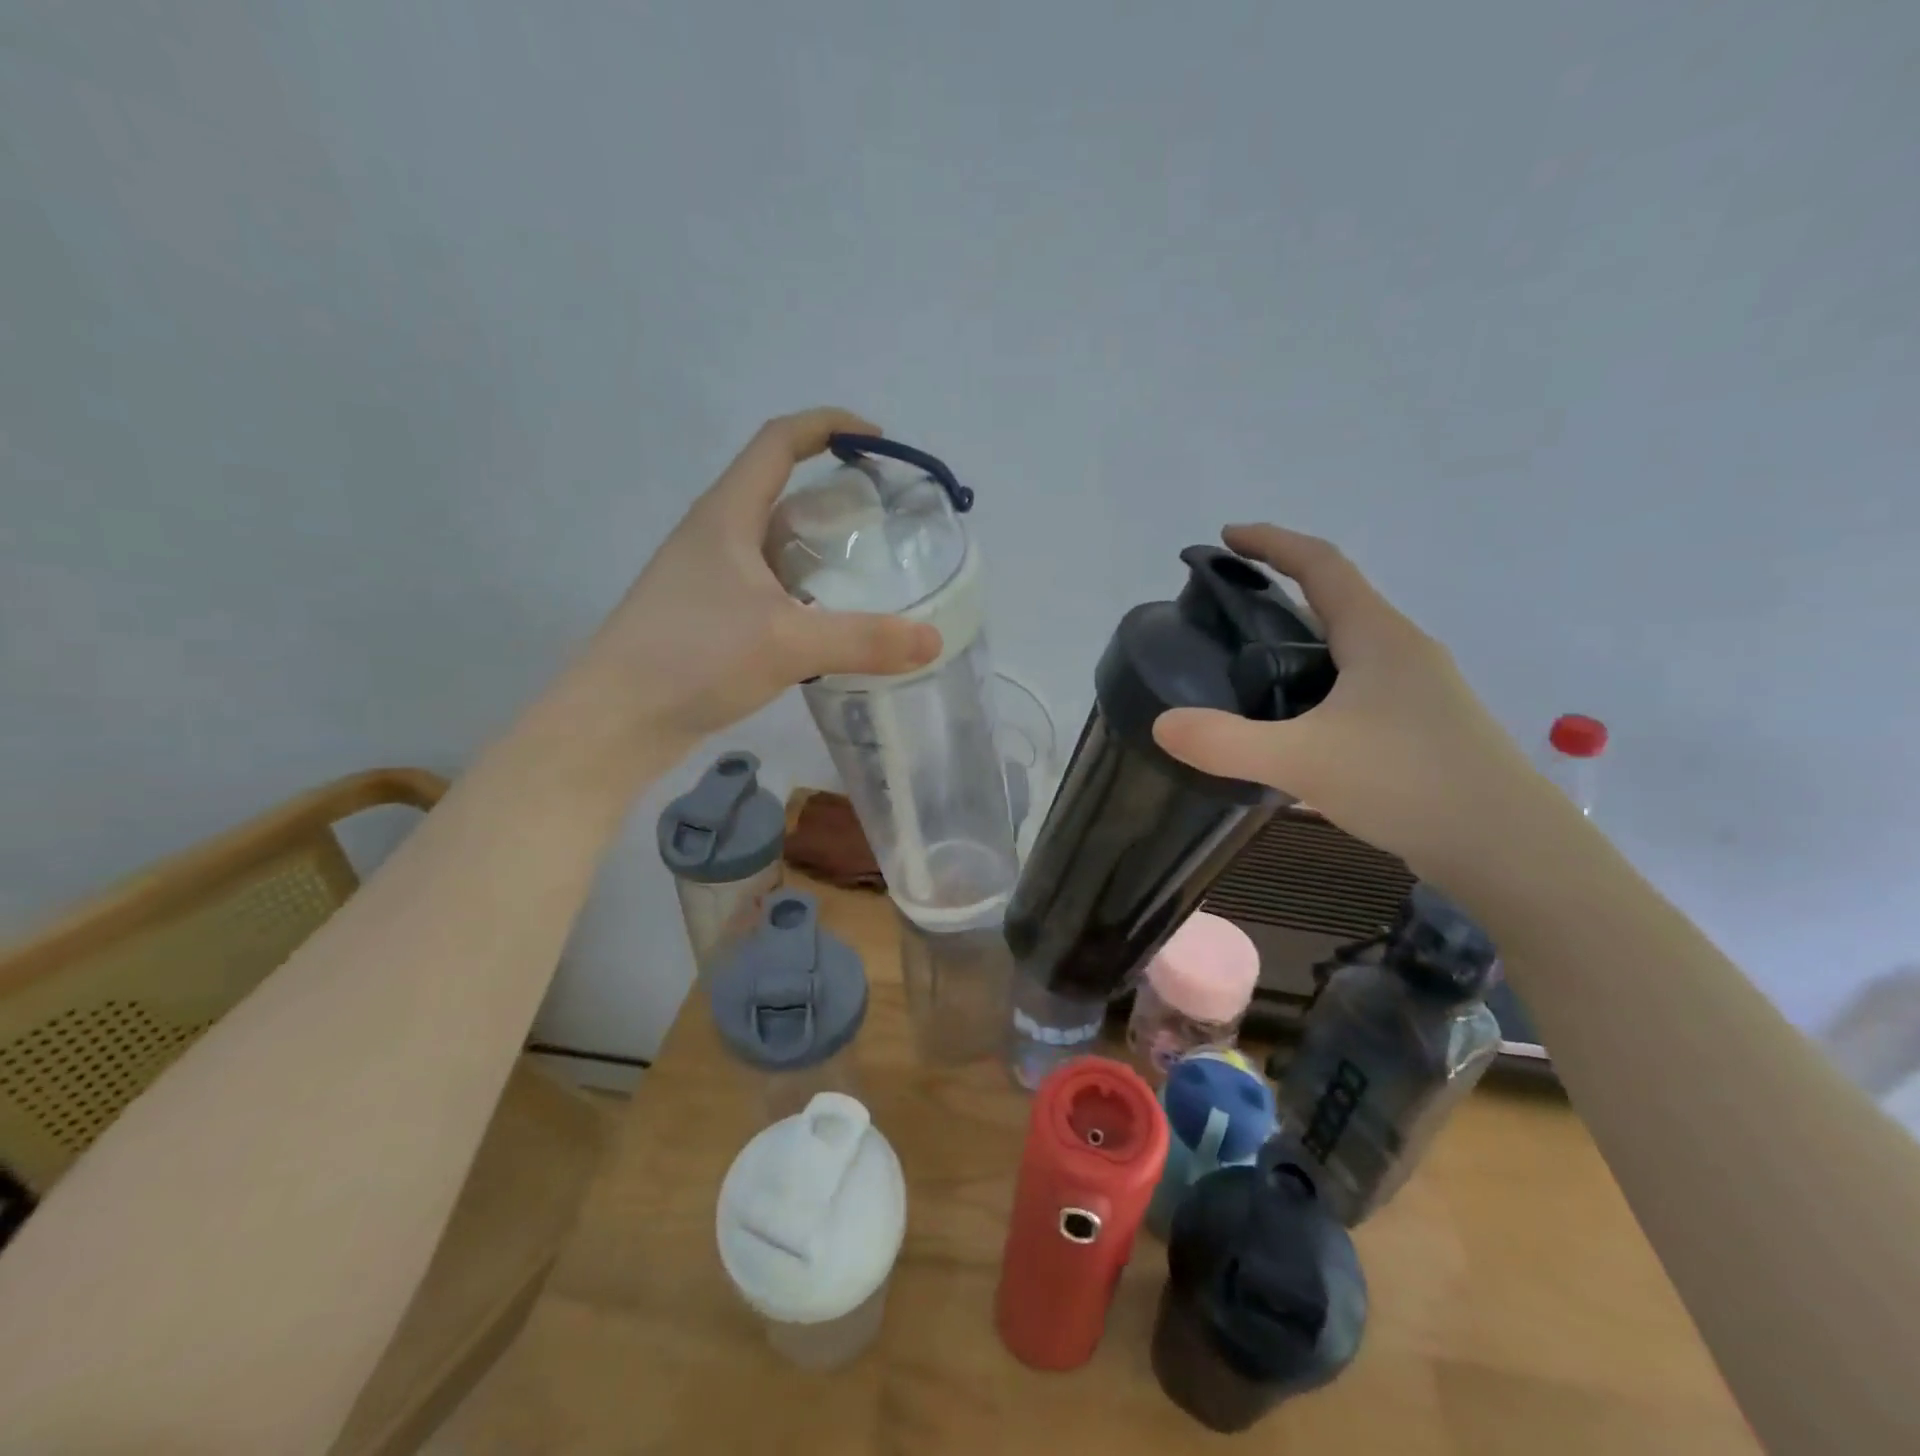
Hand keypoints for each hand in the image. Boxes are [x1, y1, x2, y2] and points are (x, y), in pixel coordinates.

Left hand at [575, 408, 940, 758]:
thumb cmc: (692, 659)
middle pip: (779, 492)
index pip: (779, 441)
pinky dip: (801, 592)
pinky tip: (826, 625)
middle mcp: (714, 536)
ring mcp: (706, 579)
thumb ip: (864, 640)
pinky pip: (765, 587)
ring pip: (772, 545)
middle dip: (833, 497)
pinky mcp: (706, 617)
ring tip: (867, 576)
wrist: (615, 721)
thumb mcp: (788, 644)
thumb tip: (934, 639)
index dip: (827, 426)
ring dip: (817, 550)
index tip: (876, 441)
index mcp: (727, 515)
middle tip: (884, 524)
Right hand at [1153, 524, 1546, 876]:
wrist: (1508, 849)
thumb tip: (1162, 724)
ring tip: (1252, 663)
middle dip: (1282, 588)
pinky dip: (1320, 680)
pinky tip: (1298, 720)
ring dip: (1302, 637)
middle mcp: (1403, 650)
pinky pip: (1360, 683)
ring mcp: (1420, 690)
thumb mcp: (1303, 761)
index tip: (1227, 536)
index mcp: (1378, 637)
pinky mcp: (1423, 726)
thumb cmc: (1408, 783)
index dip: (1272, 542)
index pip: (1321, 565)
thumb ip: (1226, 742)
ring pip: (1350, 645)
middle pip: (1337, 599)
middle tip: (1228, 606)